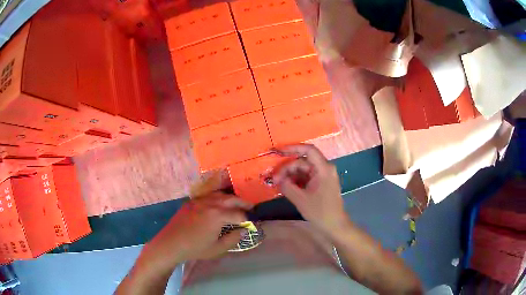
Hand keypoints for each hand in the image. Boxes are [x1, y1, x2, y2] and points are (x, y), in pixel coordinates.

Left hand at [138, 173, 252, 272]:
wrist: (171, 243)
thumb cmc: (195, 248)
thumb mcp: (218, 248)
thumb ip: (234, 238)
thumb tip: (244, 230)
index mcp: (218, 215)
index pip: (239, 214)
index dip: (247, 219)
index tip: (250, 224)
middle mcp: (210, 203)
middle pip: (231, 199)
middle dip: (243, 203)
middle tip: (251, 207)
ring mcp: (200, 200)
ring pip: (220, 194)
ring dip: (231, 198)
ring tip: (237, 203)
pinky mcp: (192, 201)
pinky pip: (209, 195)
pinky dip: (218, 197)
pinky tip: (219, 203)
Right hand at [271, 144, 347, 233]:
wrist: (334, 225)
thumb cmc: (320, 212)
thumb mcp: (300, 199)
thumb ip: (287, 186)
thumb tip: (277, 179)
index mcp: (323, 169)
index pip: (309, 150)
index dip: (293, 148)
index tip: (278, 152)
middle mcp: (324, 169)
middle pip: (303, 162)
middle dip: (287, 169)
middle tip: (274, 180)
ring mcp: (323, 176)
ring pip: (303, 170)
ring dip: (290, 176)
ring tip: (278, 185)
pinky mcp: (321, 184)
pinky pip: (306, 177)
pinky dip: (296, 181)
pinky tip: (286, 187)